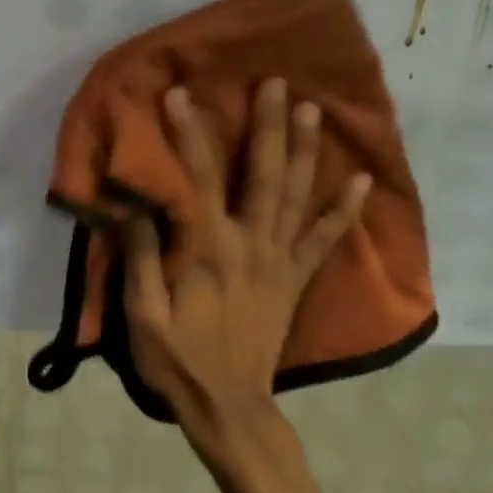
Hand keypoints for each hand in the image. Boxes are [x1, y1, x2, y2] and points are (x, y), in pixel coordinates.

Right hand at [124, 80, 369, 454]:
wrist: (231, 409)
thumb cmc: (178, 360)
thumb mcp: (143, 314)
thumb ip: (140, 256)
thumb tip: (132, 202)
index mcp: (210, 250)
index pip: (197, 179)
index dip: (187, 134)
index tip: (180, 94)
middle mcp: (252, 246)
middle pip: (263, 176)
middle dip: (268, 126)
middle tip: (276, 83)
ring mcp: (281, 262)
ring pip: (298, 197)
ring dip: (305, 151)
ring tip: (313, 110)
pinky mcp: (296, 280)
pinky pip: (326, 240)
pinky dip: (345, 210)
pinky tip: (359, 181)